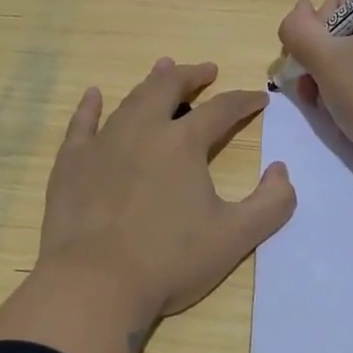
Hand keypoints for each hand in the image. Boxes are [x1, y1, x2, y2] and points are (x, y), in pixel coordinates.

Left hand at [34, 58, 295, 330]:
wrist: (95, 282)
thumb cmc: (169, 261)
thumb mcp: (234, 238)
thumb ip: (270, 204)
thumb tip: (281, 171)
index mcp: (183, 144)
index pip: (221, 109)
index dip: (243, 100)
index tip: (258, 97)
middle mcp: (143, 130)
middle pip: (169, 87)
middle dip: (192, 75)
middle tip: (206, 70)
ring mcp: (103, 142)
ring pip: (130, 100)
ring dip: (151, 82)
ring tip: (163, 69)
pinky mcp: (72, 161)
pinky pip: (82, 123)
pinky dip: (90, 106)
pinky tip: (93, 95)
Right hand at [277, 0, 352, 185]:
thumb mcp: (322, 59)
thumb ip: (298, 28)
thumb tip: (299, 10)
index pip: (340, 4)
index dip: (314, 33)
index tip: (305, 65)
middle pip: (351, 30)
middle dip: (322, 59)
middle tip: (309, 91)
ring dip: (335, 75)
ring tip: (323, 104)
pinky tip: (348, 110)